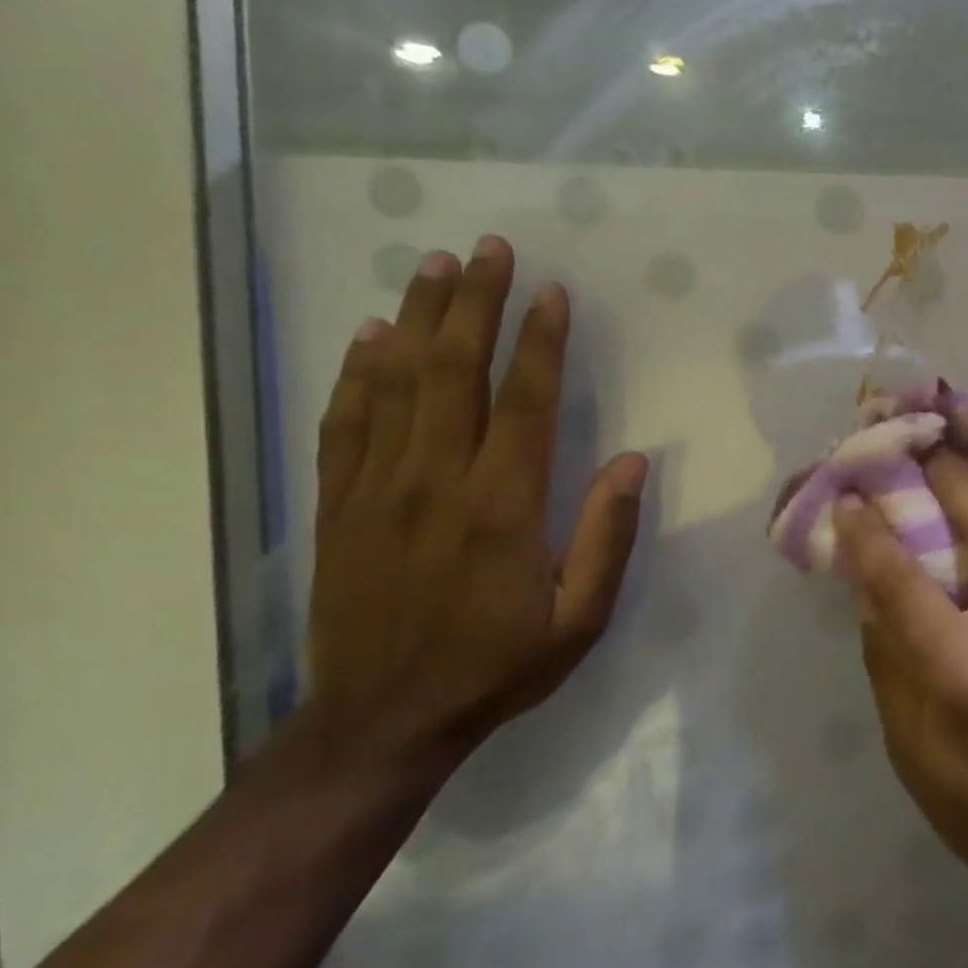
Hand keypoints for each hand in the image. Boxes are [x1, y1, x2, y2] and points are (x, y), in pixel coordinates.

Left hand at [307, 235, 645, 769]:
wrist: (383, 719)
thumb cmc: (497, 666)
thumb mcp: (579, 619)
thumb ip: (607, 537)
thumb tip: (629, 461)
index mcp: (502, 507)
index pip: (522, 402)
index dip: (539, 341)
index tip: (551, 292)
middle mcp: (435, 481)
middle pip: (453, 372)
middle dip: (474, 304)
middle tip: (488, 248)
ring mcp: (376, 489)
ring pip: (395, 384)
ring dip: (418, 319)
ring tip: (434, 266)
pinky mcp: (337, 505)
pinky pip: (344, 423)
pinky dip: (357, 373)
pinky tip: (370, 336)